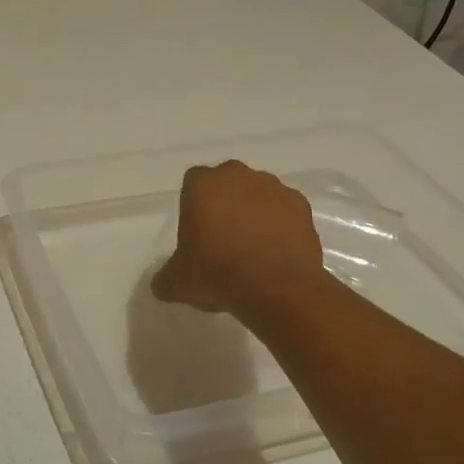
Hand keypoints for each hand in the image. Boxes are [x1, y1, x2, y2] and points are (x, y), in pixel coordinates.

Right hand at [151, 160, 326, 317]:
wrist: (275, 287)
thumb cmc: (216, 273)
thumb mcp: (177, 282)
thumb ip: (166, 277)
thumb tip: (162, 285)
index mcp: (202, 184)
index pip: (193, 184)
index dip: (194, 207)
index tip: (197, 233)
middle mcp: (237, 175)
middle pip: (227, 184)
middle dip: (225, 204)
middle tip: (224, 239)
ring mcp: (273, 187)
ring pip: (258, 194)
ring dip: (255, 213)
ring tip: (254, 249)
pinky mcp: (301, 205)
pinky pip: (285, 211)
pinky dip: (281, 225)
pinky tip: (276, 253)